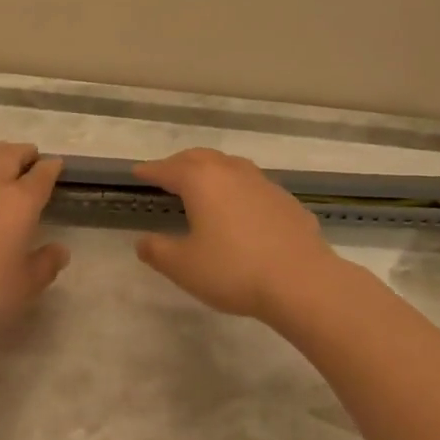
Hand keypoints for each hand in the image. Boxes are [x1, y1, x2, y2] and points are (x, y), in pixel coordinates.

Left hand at [0, 142, 69, 337]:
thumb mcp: (26, 286)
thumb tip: (60, 250)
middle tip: (29, 156)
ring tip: (1, 157)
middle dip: (24, 153)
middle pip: (12, 155)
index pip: (42, 176)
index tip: (55, 165)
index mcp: (22, 202)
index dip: (51, 168)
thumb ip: (46, 264)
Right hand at [132, 148, 340, 321]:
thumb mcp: (184, 267)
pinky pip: (253, 185)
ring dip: (211, 170)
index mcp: (201, 180)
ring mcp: (262, 183)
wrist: (302, 282)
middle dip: (179, 163)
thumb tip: (142, 242)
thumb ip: (158, 251)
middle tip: (167, 174)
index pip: (168, 169)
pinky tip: (240, 208)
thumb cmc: (234, 270)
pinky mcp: (286, 200)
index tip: (137, 173)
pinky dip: (238, 188)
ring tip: (203, 184)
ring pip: (229, 165)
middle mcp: (231, 172)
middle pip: (200, 158)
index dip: (150, 171)